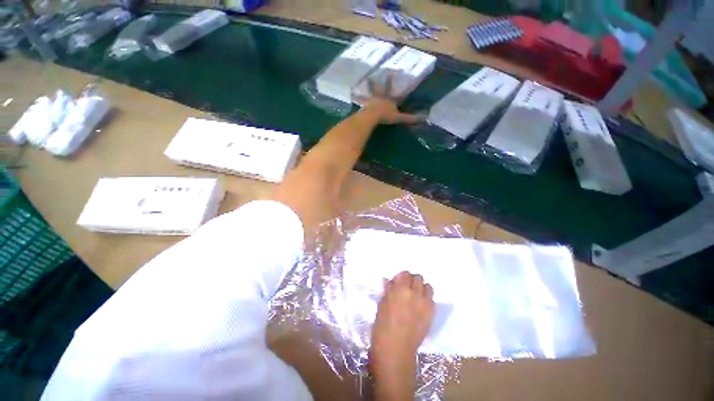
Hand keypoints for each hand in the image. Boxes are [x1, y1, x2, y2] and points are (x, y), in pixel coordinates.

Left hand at [359, 75, 421, 124]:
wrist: (372, 116)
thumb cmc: (386, 116)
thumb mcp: (399, 118)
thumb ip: (410, 118)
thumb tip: (424, 118)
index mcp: (390, 100)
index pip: (395, 91)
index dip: (395, 82)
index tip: (395, 72)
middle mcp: (381, 97)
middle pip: (382, 87)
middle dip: (382, 80)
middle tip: (381, 72)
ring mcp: (372, 100)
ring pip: (370, 91)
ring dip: (369, 85)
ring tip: (367, 79)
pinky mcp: (364, 104)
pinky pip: (360, 99)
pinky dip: (356, 96)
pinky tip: (352, 93)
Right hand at [368, 271, 434, 400]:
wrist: (396, 351)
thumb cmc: (381, 332)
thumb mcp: (380, 310)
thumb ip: (387, 294)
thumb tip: (389, 283)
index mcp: (399, 291)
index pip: (404, 274)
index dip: (400, 279)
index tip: (395, 286)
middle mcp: (415, 294)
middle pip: (418, 278)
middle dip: (411, 282)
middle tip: (404, 292)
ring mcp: (426, 303)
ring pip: (428, 287)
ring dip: (421, 289)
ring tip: (414, 299)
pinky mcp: (432, 313)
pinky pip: (432, 300)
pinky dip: (426, 301)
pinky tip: (419, 310)